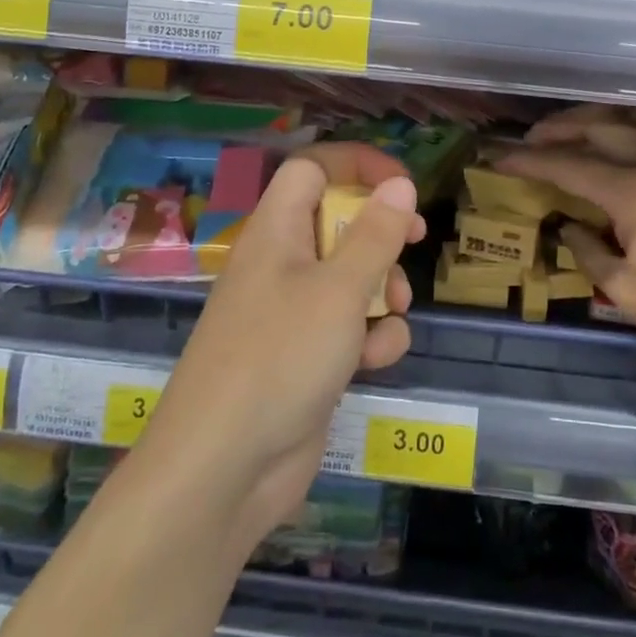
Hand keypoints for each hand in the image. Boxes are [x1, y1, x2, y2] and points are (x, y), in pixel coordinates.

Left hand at [130, 143, 422, 558]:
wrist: (222, 470)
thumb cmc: (280, 357)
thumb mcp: (339, 290)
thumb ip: (375, 235)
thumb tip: (400, 184)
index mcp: (276, 231)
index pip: (313, 169)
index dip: (358, 166)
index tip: (402, 185)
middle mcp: (280, 264)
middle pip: (336, 221)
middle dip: (380, 234)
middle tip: (414, 240)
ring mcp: (290, 314)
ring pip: (348, 277)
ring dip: (381, 289)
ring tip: (394, 310)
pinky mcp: (303, 358)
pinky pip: (345, 328)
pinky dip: (367, 338)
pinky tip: (374, 361)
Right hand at [503, 107, 635, 374]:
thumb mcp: (631, 294)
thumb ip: (593, 255)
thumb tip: (570, 228)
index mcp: (633, 191)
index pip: (568, 164)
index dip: (528, 160)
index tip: (497, 158)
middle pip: (601, 127)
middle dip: (560, 128)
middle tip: (532, 140)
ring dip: (598, 120)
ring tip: (575, 132)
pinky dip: (629, 129)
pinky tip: (624, 148)